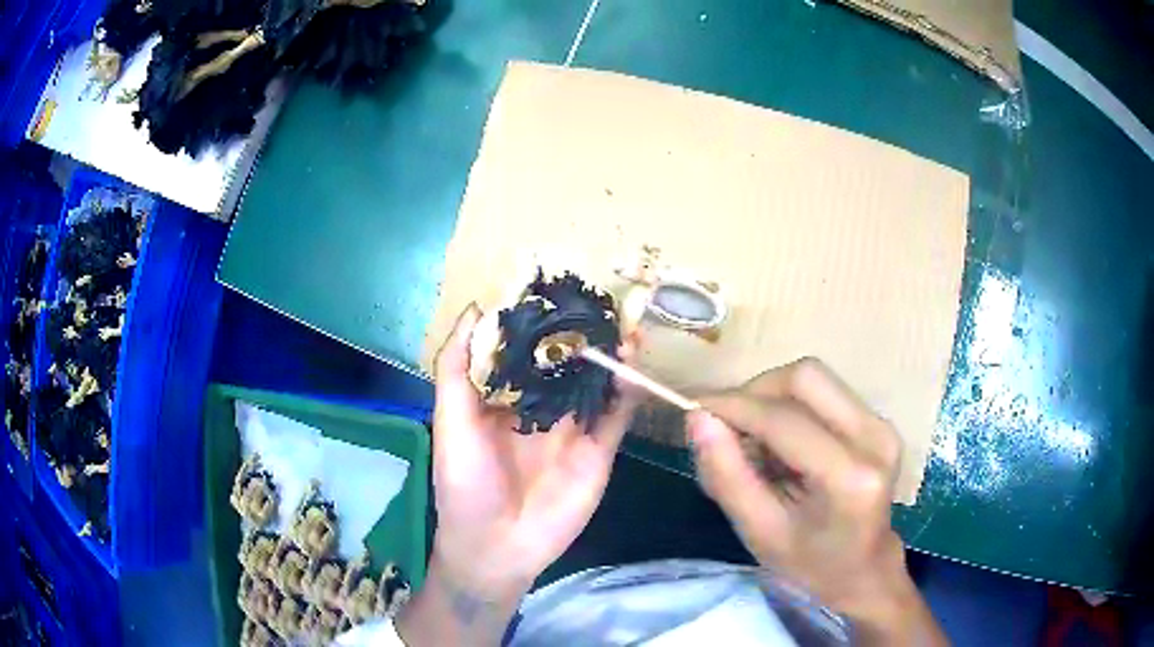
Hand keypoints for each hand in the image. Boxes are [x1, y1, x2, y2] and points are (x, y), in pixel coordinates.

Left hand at [399, 305, 639, 645]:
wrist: (496, 547)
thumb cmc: (464, 483)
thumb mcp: (451, 421)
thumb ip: (457, 368)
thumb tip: (475, 310)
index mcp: (504, 399)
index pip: (526, 351)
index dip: (540, 323)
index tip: (554, 290)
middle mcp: (541, 409)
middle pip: (567, 363)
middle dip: (583, 335)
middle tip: (600, 302)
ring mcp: (573, 430)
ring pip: (597, 384)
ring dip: (612, 357)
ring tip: (624, 326)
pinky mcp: (598, 451)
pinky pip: (617, 416)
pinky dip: (628, 390)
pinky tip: (634, 364)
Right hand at [687, 358, 945, 645]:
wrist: (863, 569)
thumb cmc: (809, 564)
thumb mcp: (759, 533)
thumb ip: (727, 477)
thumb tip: (698, 419)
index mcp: (849, 478)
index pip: (785, 420)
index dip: (735, 407)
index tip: (695, 411)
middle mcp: (875, 438)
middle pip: (805, 377)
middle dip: (756, 393)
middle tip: (728, 428)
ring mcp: (882, 425)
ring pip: (814, 379)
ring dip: (772, 399)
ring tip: (755, 442)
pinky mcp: (878, 421)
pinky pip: (824, 392)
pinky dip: (790, 407)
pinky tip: (781, 444)